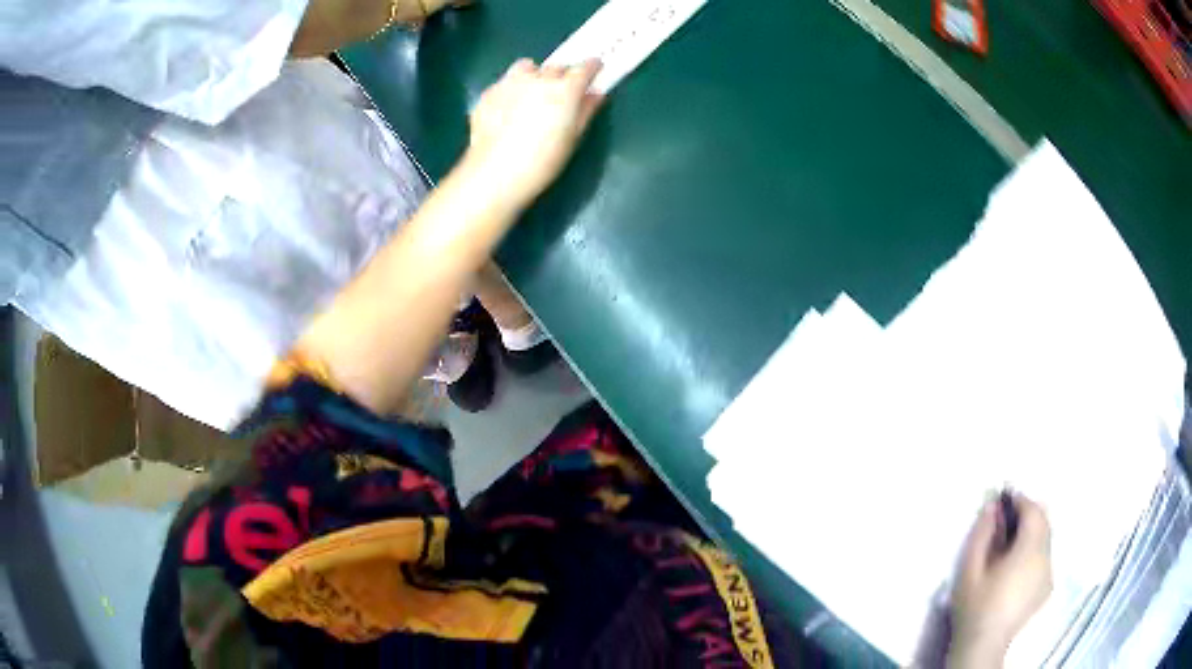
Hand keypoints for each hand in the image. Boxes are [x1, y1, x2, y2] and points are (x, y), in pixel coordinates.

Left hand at [463, 59, 604, 211]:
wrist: (496, 173)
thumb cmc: (543, 161)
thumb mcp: (573, 138)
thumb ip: (586, 111)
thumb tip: (596, 93)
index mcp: (565, 89)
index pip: (584, 68)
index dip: (592, 67)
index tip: (595, 69)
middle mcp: (538, 79)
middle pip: (556, 67)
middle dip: (562, 75)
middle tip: (561, 92)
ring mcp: (510, 83)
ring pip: (527, 67)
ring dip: (534, 74)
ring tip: (531, 93)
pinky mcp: (489, 92)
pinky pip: (505, 82)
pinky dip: (511, 89)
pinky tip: (508, 109)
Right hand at [947, 493, 1052, 667]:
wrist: (983, 645)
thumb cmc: (974, 607)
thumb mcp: (969, 570)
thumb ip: (982, 534)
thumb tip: (992, 505)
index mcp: (1028, 550)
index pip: (1033, 511)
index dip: (1020, 501)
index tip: (1004, 500)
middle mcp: (1046, 556)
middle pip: (1043, 521)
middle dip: (1027, 514)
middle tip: (1005, 522)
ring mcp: (1049, 572)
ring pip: (1046, 538)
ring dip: (1031, 533)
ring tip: (1009, 546)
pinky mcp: (1048, 586)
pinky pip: (1045, 556)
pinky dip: (1034, 551)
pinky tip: (1016, 568)